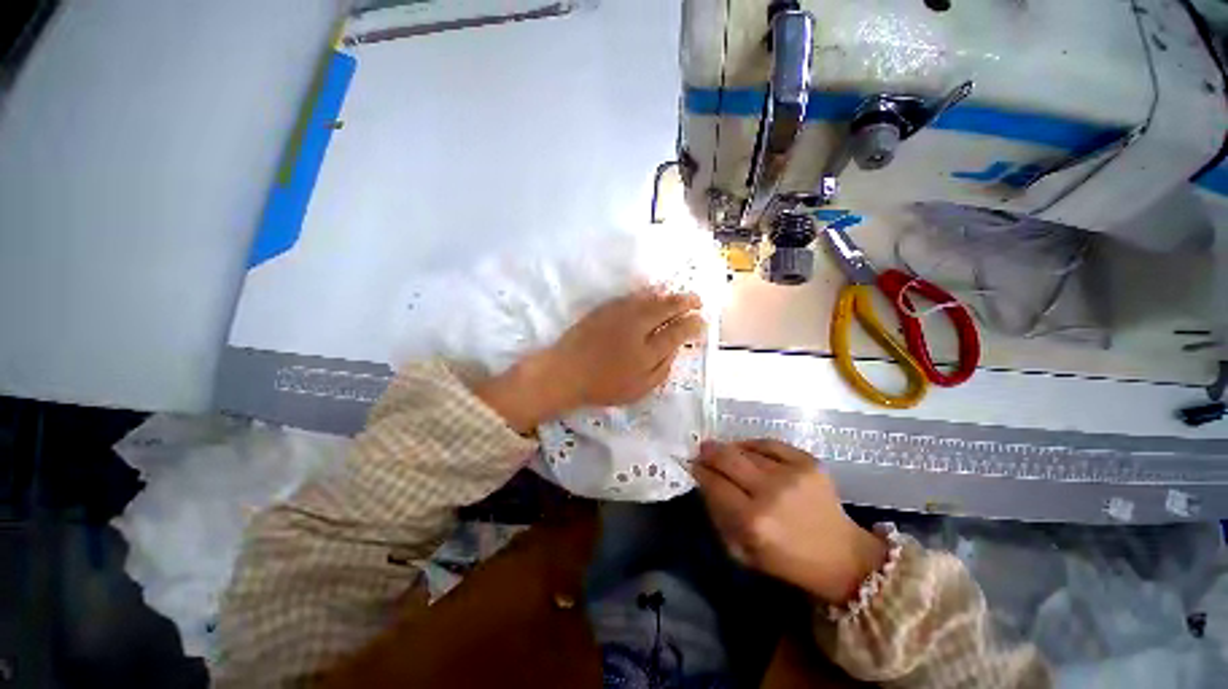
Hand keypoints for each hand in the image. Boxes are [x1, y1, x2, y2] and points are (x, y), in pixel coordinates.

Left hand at [475, 290, 704, 432]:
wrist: (565, 371)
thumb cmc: (603, 385)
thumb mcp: (639, 389)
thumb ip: (662, 369)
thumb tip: (676, 349)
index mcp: (648, 350)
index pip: (678, 331)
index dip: (693, 324)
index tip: (702, 321)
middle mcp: (639, 326)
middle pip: (668, 307)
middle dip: (687, 301)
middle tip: (697, 300)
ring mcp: (621, 313)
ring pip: (652, 298)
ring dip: (669, 295)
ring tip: (679, 296)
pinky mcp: (606, 307)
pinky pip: (634, 296)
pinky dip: (648, 293)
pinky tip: (653, 294)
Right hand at [693, 439, 887, 604]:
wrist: (842, 557)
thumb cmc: (786, 560)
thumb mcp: (742, 552)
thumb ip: (718, 515)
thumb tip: (703, 481)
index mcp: (753, 521)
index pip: (713, 483)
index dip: (699, 471)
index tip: (692, 465)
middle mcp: (770, 492)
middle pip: (726, 458)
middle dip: (708, 452)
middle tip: (702, 451)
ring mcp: (792, 473)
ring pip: (746, 450)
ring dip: (730, 450)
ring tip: (726, 454)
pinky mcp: (809, 462)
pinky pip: (769, 443)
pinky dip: (754, 446)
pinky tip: (749, 452)